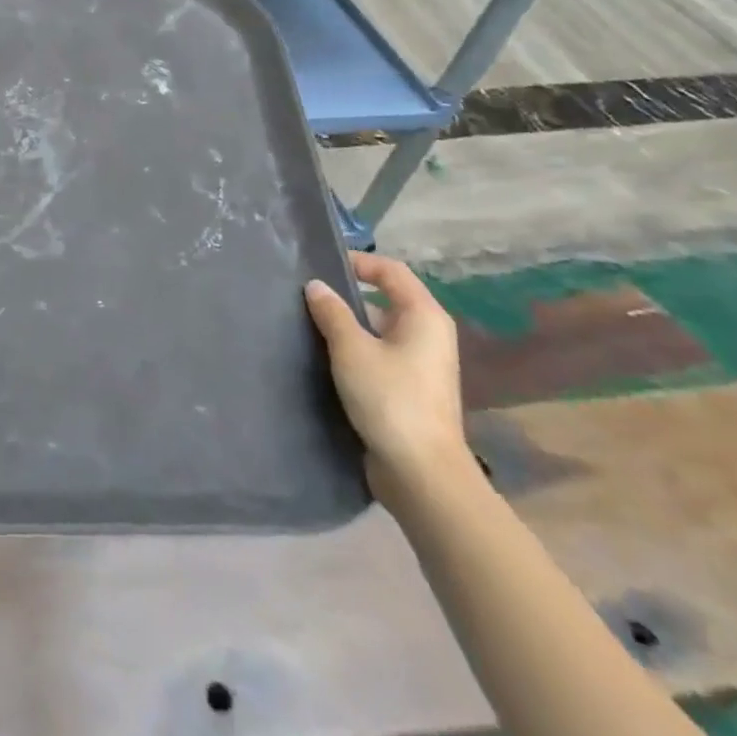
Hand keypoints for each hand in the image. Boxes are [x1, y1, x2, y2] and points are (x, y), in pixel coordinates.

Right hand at [305, 252, 468, 505]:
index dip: (358, 261)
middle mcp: (428, 335)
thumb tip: (316, 286)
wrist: (421, 474)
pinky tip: (325, 358)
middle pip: (386, 299)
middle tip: (307, 294)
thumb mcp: (352, 349)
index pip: (391, 271)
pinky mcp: (409, 389)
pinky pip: (379, 354)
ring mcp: (421, 365)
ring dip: (348, 325)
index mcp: (424, 317)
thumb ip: (332, 312)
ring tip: (308, 324)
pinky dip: (354, 350)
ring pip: (379, 329)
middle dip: (347, 294)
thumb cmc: (390, 399)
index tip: (321, 266)